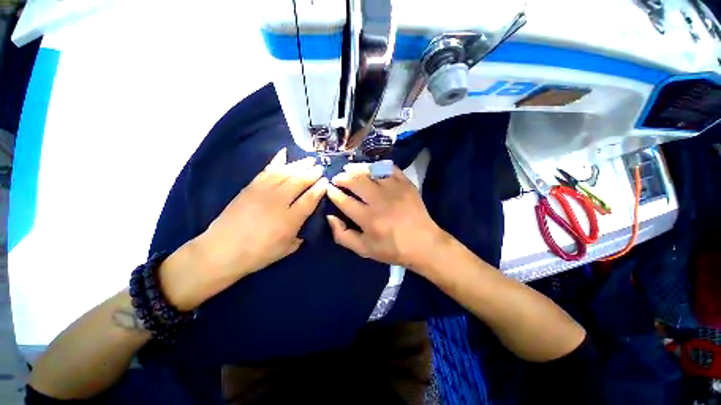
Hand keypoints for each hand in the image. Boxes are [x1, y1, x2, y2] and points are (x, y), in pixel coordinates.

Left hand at [161, 148, 327, 309]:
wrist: (222, 251)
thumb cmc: (258, 254)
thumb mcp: (286, 250)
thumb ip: (300, 236)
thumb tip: (305, 227)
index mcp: (291, 219)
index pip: (310, 198)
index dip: (319, 189)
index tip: (326, 181)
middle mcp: (279, 201)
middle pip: (299, 181)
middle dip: (312, 173)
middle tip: (320, 167)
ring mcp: (264, 192)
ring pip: (285, 173)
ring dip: (299, 165)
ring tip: (309, 160)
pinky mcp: (250, 187)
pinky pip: (267, 170)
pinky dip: (276, 161)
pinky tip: (284, 154)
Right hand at [325, 163, 448, 269]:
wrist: (424, 244)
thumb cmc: (392, 249)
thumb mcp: (364, 250)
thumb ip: (342, 235)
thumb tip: (330, 217)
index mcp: (368, 219)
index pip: (344, 200)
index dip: (333, 192)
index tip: (329, 188)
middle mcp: (380, 201)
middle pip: (355, 181)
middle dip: (342, 178)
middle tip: (337, 178)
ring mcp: (394, 189)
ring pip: (370, 171)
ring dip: (356, 169)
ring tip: (349, 170)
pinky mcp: (406, 184)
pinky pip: (388, 168)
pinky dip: (377, 166)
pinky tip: (371, 169)